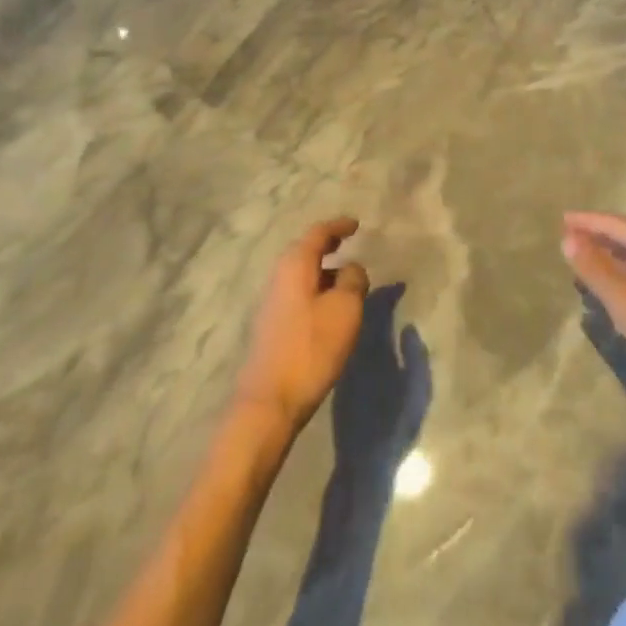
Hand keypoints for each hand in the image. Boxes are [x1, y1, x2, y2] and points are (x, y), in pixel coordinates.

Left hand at [235, 219, 370, 432]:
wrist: (269, 401)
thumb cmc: (311, 347)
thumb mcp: (346, 309)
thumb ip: (354, 280)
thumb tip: (352, 268)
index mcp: (296, 264)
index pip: (318, 233)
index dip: (338, 226)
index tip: (356, 224)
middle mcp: (279, 276)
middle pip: (306, 251)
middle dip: (328, 246)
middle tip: (348, 244)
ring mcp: (272, 302)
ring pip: (302, 274)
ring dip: (323, 272)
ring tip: (346, 280)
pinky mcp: (272, 326)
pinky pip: (298, 294)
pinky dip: (316, 291)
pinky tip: (330, 308)